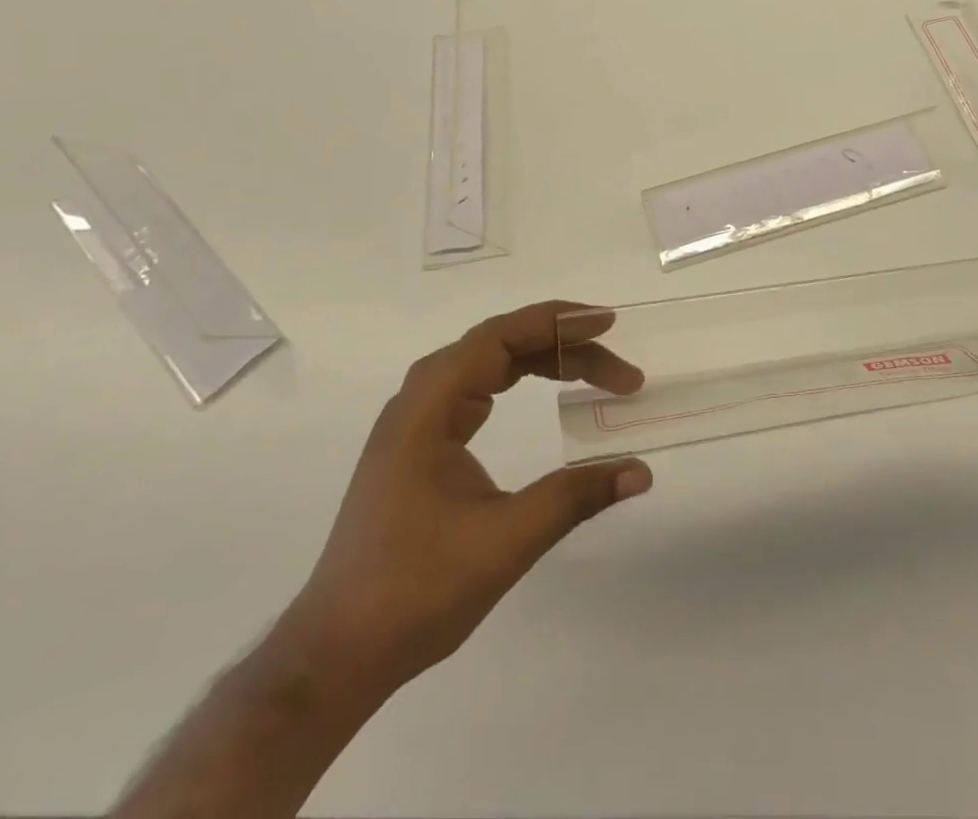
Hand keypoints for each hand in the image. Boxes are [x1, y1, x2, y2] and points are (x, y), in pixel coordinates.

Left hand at [286, 302, 651, 697]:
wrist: (336, 655)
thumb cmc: (416, 590)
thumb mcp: (506, 540)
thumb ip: (575, 496)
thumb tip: (641, 471)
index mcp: (428, 407)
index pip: (499, 337)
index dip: (557, 322)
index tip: (607, 324)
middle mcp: (419, 401)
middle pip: (499, 345)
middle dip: (562, 347)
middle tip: (618, 369)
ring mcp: (416, 424)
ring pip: (488, 365)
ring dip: (543, 361)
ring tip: (593, 373)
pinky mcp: (420, 447)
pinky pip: (477, 390)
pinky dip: (519, 380)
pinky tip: (543, 391)